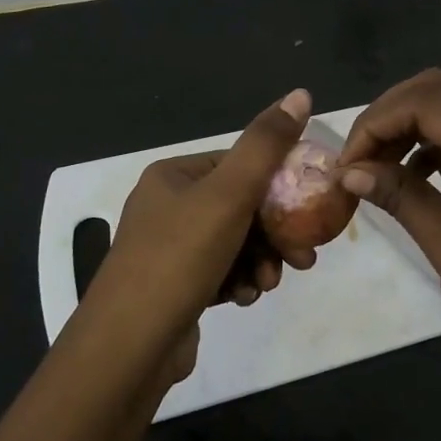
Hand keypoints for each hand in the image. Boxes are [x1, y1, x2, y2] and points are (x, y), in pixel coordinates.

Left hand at [77, 89, 312, 380]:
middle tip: (304, 258)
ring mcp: (168, 250)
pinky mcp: (175, 287)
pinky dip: (240, 281)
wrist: (130, 347)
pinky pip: (220, 272)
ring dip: (261, 261)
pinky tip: (246, 298)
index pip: (239, 165)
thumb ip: (266, 144)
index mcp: (173, 176)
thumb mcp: (229, 193)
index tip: (311, 210)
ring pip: (235, 243)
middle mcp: (167, 206)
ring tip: (270, 284)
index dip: (279, 186)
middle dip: (274, 233)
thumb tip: (300, 94)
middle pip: (241, 207)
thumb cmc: (180, 258)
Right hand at [334, 70, 440, 379]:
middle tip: (358, 157)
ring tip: (376, 168)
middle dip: (390, 114)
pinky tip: (411, 176)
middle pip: (440, 90)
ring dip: (410, 126)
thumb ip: (401, 197)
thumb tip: (349, 172)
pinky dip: (433, 144)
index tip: (346, 165)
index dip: (376, 123)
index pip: (426, 101)